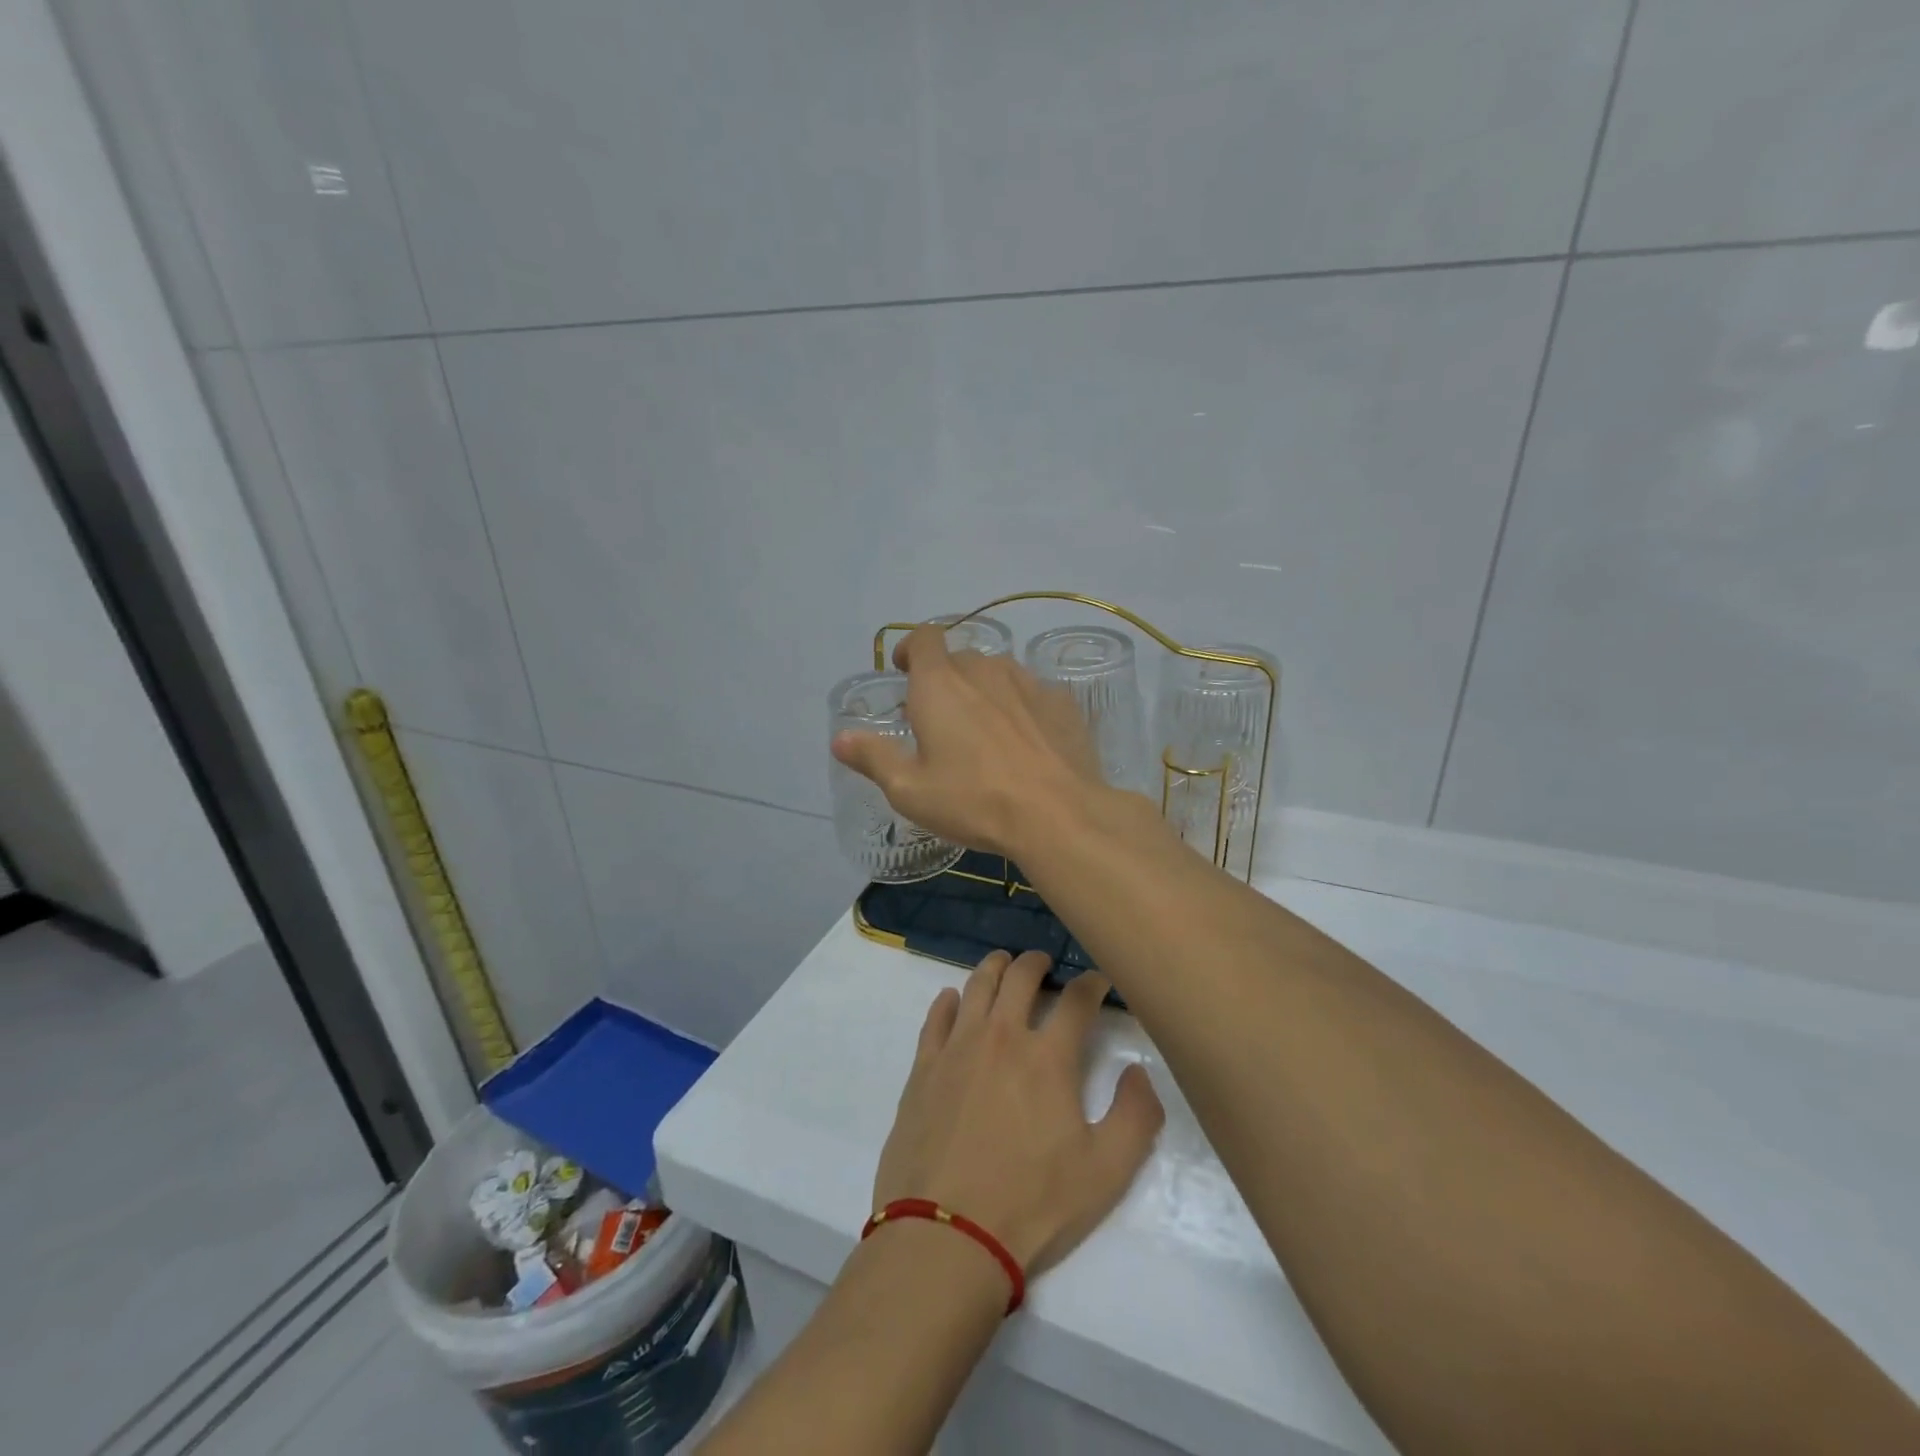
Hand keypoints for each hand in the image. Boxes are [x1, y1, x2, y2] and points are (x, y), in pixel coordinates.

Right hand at [831, 624, 1104, 859]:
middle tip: (941, 719)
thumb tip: (840, 738)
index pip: (923, 638)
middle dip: (945, 679)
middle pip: (960, 658)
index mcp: (940, 684)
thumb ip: (873, 757)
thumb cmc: (973, 800)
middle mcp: (984, 670)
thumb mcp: (909, 790)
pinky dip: (1021, 707)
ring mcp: (1028, 682)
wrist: (1058, 814)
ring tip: (984, 729)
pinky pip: (1032, 693)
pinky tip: (1025, 742)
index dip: (911, 648)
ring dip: (984, 690)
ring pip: (998, 673)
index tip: (905, 670)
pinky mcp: (1062, 702)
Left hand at [872, 949, 1164, 1279]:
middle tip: (1044, 962)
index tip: (1099, 980)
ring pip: (976, 986)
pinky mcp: (923, 1068)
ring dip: (994, 968)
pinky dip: (948, 1001)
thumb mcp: (1106, 1172)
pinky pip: (935, 1018)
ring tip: (1003, 964)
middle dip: (1037, 962)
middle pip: (1020, 977)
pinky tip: (953, 1000)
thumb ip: (1135, 1116)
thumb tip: (1138, 1071)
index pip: (1077, 1000)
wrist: (946, 1235)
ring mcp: (957, 1048)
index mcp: (1048, 1057)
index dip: (1092, 983)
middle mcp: (1001, 1036)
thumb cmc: (1032, 1205)